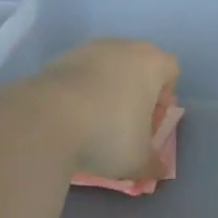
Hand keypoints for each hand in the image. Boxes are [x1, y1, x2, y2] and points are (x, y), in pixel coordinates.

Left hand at [28, 38, 180, 183]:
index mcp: (152, 62)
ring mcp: (90, 48)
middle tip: (126, 125)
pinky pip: (81, 73)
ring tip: (94, 123)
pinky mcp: (60, 58)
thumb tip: (159, 170)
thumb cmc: (108, 133)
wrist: (46, 119)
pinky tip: (71, 118)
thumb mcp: (138, 160)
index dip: (165, 99)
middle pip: (139, 66)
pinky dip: (81, 91)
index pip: (171, 70)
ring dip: (107, 90)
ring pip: (109, 68)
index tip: (150, 124)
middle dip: (136, 94)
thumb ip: (153, 164)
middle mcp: (124, 46)